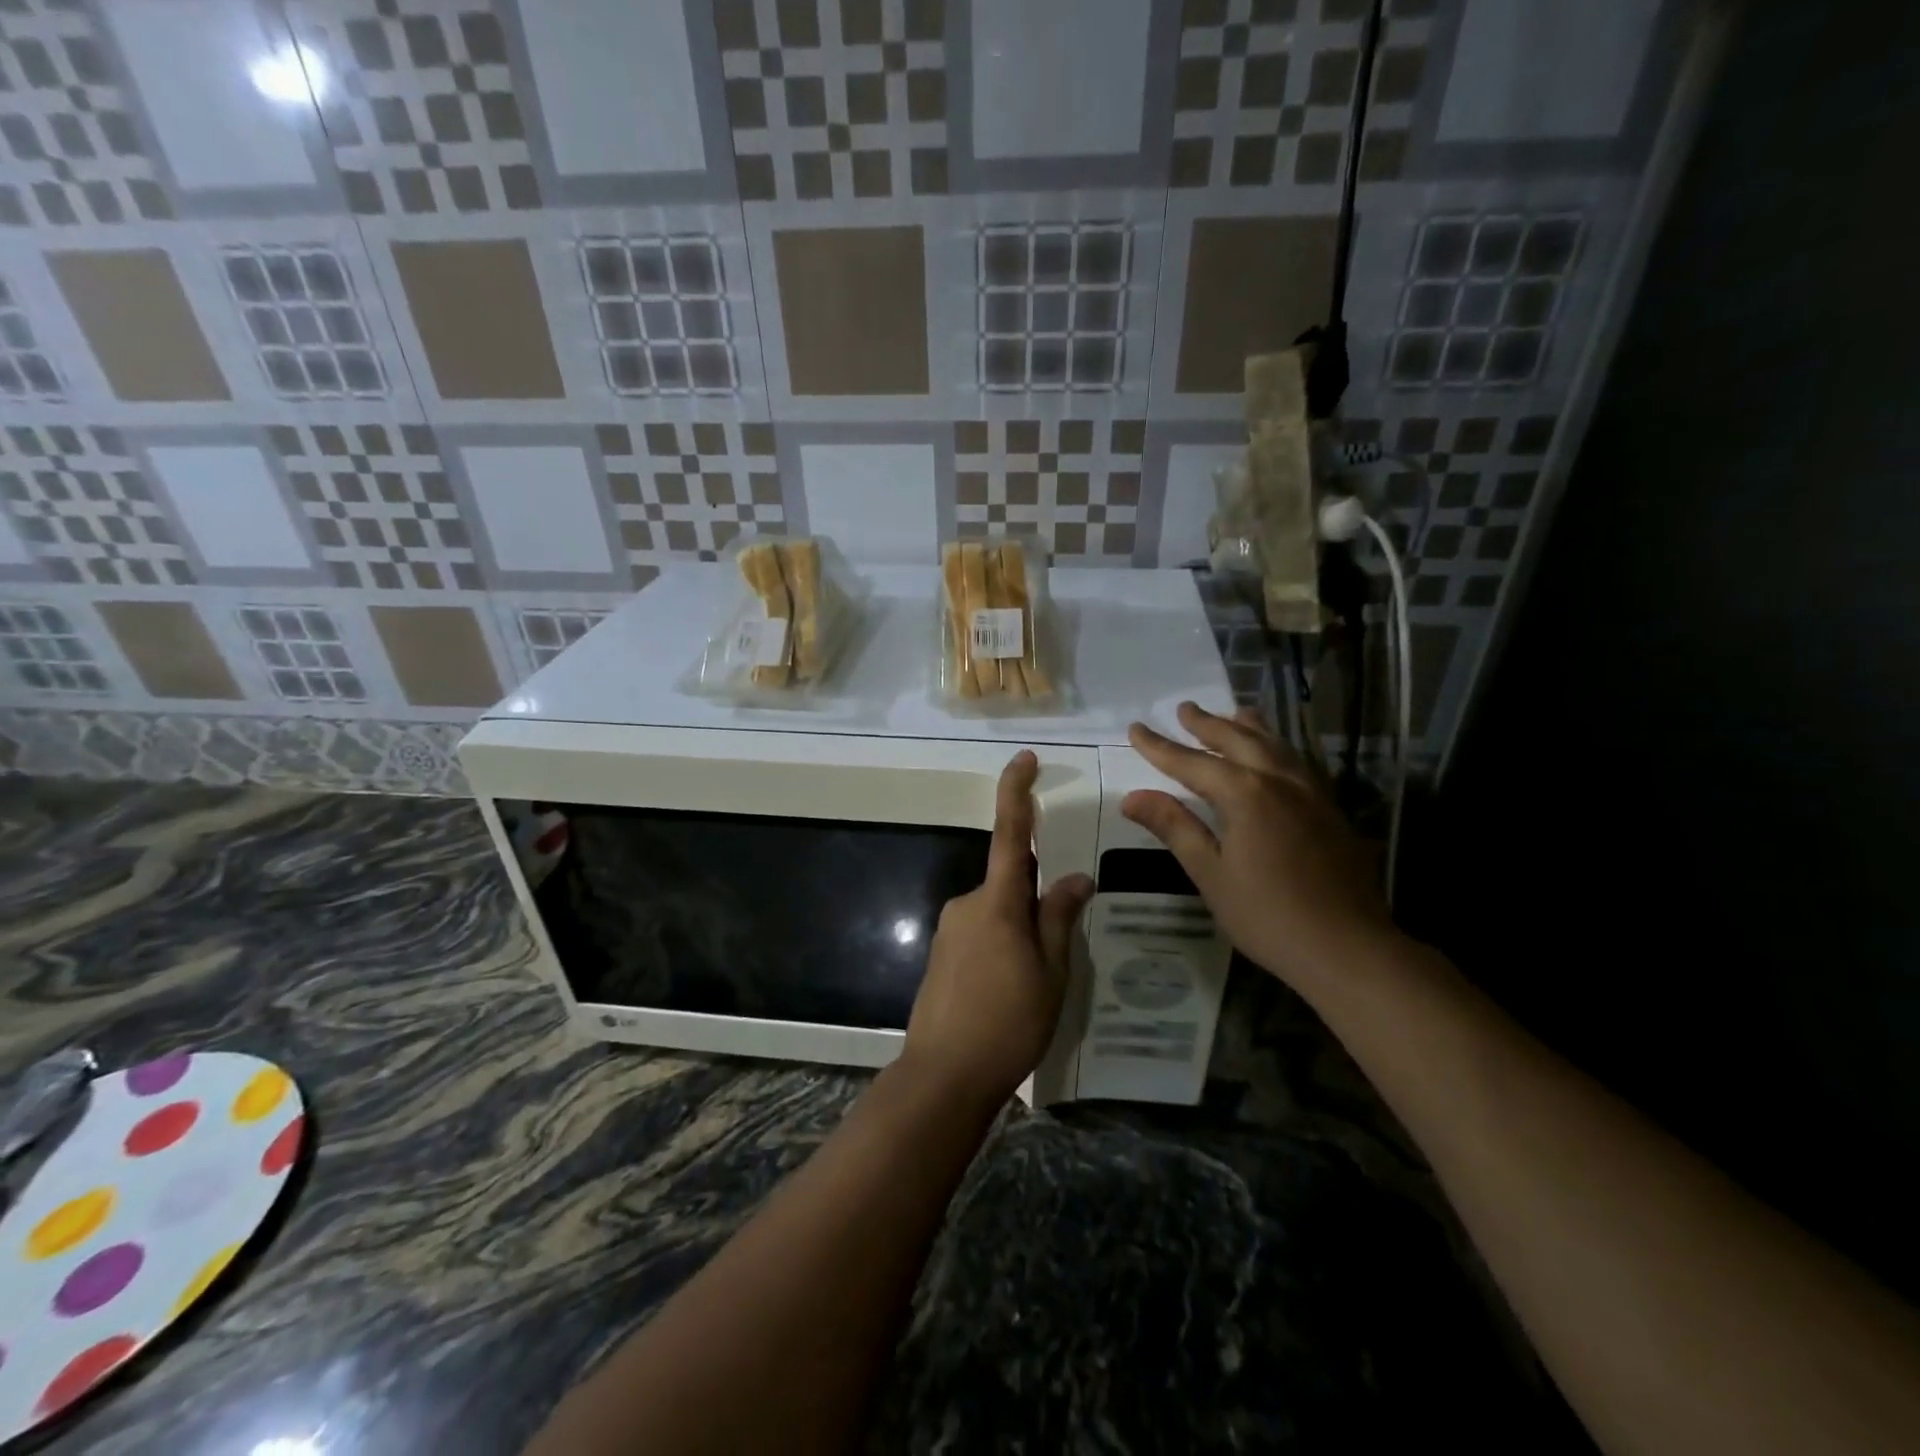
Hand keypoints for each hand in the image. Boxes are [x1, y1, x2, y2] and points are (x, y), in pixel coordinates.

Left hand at [903, 751, 1093, 1108]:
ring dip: (1020, 930)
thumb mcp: (1051, 972)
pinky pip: (980, 933)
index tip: (1025, 759)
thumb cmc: (1008, 1022)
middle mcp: (967, 904)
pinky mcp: (941, 954)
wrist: (944, 1075)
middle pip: (1009, 882)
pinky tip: (1012, 991)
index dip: (1017, 792)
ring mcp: (949, 929)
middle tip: (1060, 945)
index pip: (1009, 833)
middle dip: (1035, 898)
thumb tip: (1075, 877)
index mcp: (998, 902)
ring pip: (996, 912)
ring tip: (1038, 983)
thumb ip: (1059, 918)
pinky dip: (1002, 947)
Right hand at [1122, 702, 1394, 989]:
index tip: (1136, 727)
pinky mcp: (1331, 810)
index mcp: (1245, 794)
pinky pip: (1298, 763)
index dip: (1160, 746)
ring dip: (1248, 727)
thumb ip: (1175, 828)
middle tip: (1184, 708)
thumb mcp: (1210, 873)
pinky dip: (1278, 748)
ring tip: (1233, 713)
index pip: (1191, 761)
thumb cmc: (1267, 915)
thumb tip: (1132, 796)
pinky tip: (1277, 756)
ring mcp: (1311, 793)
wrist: (1348, 947)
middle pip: (1237, 740)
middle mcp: (1279, 781)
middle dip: (1207, 724)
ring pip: (1276, 746)